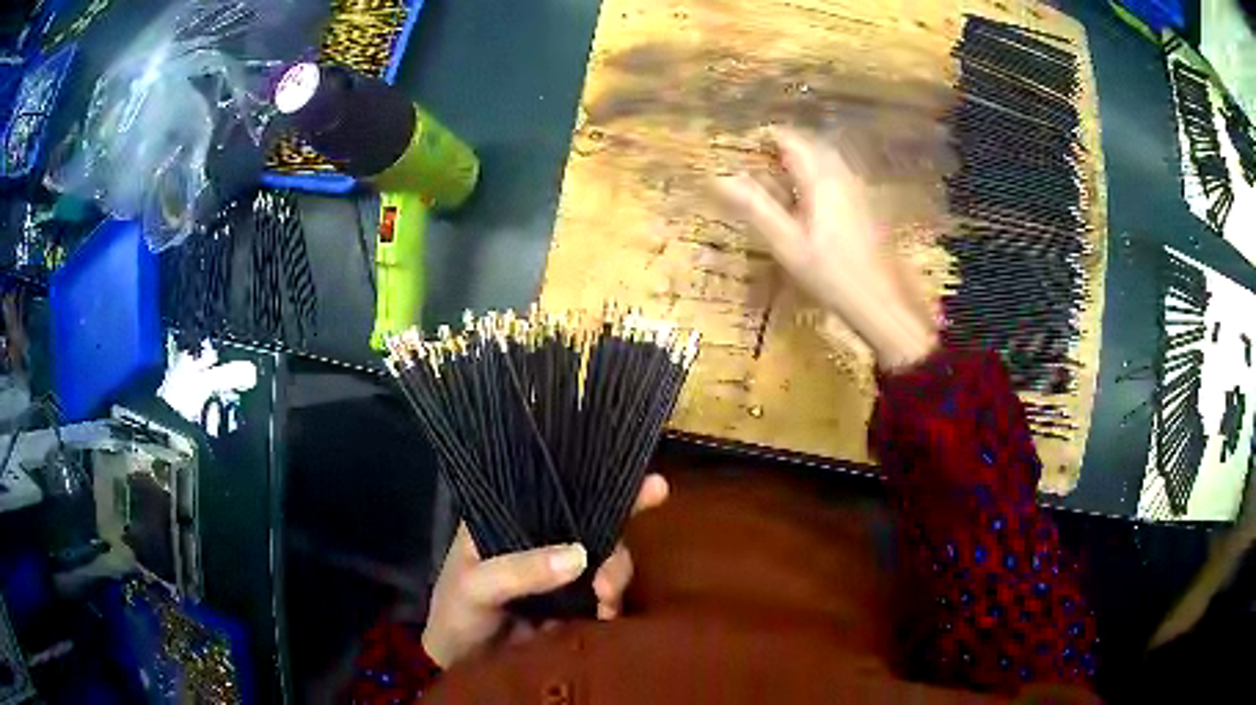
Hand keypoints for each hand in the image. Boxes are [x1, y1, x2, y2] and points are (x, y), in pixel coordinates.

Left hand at [421, 474, 668, 667]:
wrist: (464, 665)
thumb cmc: (457, 613)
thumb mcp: (476, 586)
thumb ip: (519, 570)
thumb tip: (580, 555)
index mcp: (508, 517)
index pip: (556, 489)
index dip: (598, 481)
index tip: (650, 485)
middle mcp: (540, 536)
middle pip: (592, 523)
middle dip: (615, 544)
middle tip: (609, 581)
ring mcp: (560, 569)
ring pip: (605, 558)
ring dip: (615, 577)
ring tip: (605, 602)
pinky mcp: (575, 600)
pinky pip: (606, 592)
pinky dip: (613, 602)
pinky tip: (608, 614)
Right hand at [715, 127, 937, 369]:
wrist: (882, 302)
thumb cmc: (831, 273)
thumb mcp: (786, 243)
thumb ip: (755, 207)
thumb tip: (719, 178)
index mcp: (822, 178)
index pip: (791, 140)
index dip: (765, 137)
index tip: (742, 144)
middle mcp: (843, 176)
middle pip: (811, 146)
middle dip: (783, 147)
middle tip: (757, 159)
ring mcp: (859, 191)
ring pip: (827, 161)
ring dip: (801, 161)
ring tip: (777, 177)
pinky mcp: (867, 207)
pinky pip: (838, 177)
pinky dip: (817, 177)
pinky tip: (808, 201)